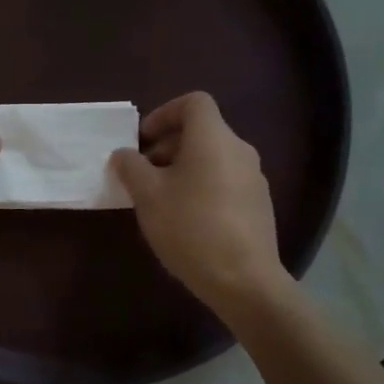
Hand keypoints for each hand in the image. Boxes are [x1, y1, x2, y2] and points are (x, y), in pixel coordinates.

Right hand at [110, 92, 289, 315]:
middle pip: (202, 131)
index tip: (143, 139)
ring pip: (213, 157)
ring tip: (161, 198)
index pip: (193, 103)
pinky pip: (225, 180)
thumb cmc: (190, 227)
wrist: (244, 280)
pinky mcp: (259, 205)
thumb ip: (131, 167)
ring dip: (183, 167)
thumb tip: (124, 154)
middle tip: (144, 173)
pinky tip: (186, 219)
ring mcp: (254, 178)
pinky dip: (202, 186)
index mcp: (213, 138)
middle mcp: (239, 150)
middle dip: (168, 145)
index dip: (164, 113)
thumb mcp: (147, 195)